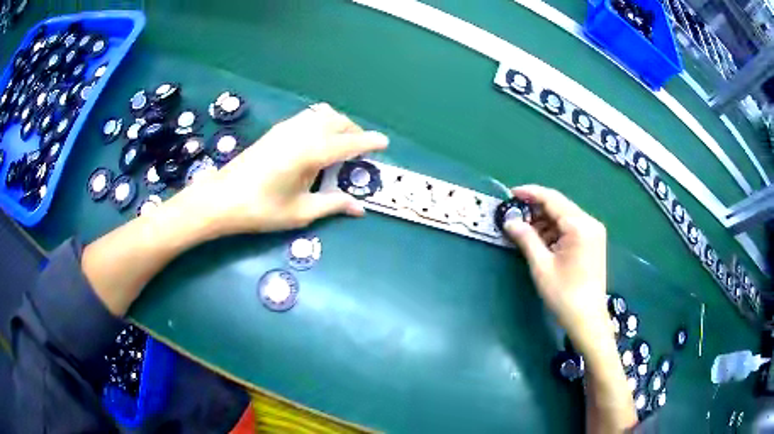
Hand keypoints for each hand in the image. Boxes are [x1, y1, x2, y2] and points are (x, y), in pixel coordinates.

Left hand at [175, 103, 388, 236]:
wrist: (221, 199)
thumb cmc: (261, 209)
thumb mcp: (301, 212)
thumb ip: (333, 204)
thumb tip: (360, 208)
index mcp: (311, 153)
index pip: (349, 142)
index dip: (370, 142)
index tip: (385, 143)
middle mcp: (302, 133)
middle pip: (338, 121)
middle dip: (355, 131)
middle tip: (361, 150)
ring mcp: (287, 128)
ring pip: (322, 114)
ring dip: (338, 124)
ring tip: (341, 144)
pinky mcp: (276, 130)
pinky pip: (307, 117)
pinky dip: (321, 122)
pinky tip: (316, 141)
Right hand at [504, 185, 609, 351]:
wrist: (587, 319)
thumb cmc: (564, 294)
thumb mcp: (541, 266)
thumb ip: (526, 238)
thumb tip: (509, 221)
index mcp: (579, 226)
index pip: (552, 199)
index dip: (530, 193)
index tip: (510, 193)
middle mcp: (590, 223)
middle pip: (559, 206)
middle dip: (536, 210)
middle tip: (514, 217)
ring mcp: (594, 232)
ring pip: (564, 217)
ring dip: (545, 222)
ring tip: (525, 232)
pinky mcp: (593, 242)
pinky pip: (571, 228)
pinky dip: (555, 231)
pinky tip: (542, 241)